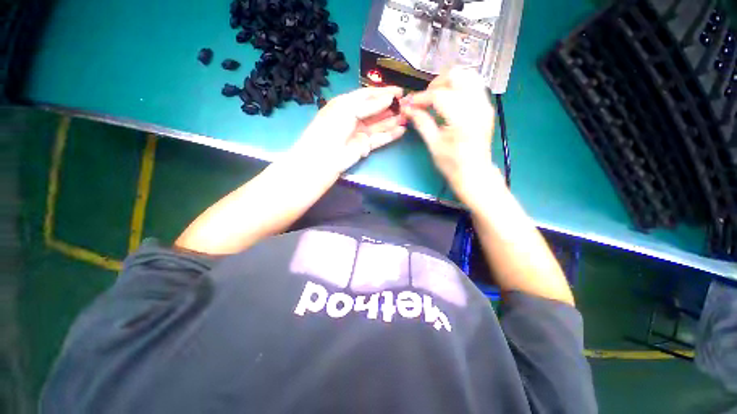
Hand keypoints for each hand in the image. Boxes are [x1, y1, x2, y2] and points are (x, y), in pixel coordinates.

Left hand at [292, 87, 406, 174]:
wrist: (324, 156)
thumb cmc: (332, 127)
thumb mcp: (348, 109)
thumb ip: (370, 105)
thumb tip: (389, 98)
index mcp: (346, 104)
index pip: (368, 95)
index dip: (383, 92)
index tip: (400, 91)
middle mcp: (354, 117)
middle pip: (375, 110)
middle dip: (391, 107)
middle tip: (407, 105)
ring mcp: (360, 133)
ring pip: (380, 125)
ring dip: (393, 121)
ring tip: (407, 116)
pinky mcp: (365, 147)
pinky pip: (380, 139)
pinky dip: (390, 135)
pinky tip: (401, 130)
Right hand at [402, 68, 496, 203]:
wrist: (474, 173)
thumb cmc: (452, 164)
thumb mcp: (434, 145)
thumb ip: (422, 123)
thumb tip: (408, 109)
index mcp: (462, 119)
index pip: (439, 95)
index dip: (421, 98)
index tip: (411, 105)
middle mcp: (477, 106)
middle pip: (456, 76)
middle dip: (436, 84)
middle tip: (425, 100)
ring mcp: (485, 105)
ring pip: (468, 76)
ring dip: (449, 82)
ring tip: (437, 98)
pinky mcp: (487, 107)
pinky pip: (474, 85)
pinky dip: (459, 87)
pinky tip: (450, 100)